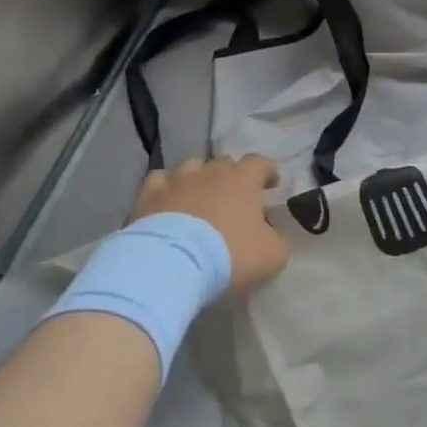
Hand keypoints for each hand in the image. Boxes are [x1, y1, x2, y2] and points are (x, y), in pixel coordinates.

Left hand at [131, 156, 288, 296]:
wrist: (170, 264)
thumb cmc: (229, 255)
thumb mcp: (272, 255)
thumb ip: (278, 239)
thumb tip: (272, 233)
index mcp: (243, 178)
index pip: (260, 163)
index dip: (267, 172)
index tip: (271, 184)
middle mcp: (210, 171)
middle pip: (224, 162)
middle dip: (232, 176)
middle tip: (234, 198)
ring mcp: (177, 180)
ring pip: (191, 167)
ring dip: (198, 179)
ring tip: (198, 199)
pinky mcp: (148, 195)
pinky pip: (159, 181)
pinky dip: (166, 189)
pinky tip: (167, 203)